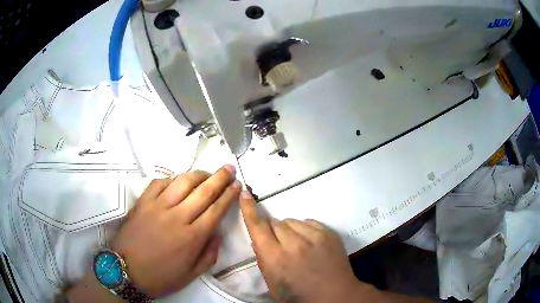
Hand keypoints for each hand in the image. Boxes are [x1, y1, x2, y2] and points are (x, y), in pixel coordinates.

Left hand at [110, 165, 240, 297]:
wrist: (125, 270)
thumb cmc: (160, 276)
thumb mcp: (190, 275)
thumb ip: (208, 255)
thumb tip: (217, 234)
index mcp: (192, 237)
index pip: (216, 209)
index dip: (229, 195)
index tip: (237, 185)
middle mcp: (177, 217)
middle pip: (203, 191)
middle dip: (219, 178)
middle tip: (228, 168)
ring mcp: (158, 206)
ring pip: (183, 182)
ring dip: (198, 174)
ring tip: (207, 173)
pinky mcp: (143, 202)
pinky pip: (160, 183)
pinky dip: (172, 178)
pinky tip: (178, 180)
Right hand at [239, 192, 367, 302]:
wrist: (334, 295)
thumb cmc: (299, 295)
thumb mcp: (273, 284)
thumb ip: (263, 260)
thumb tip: (257, 239)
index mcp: (276, 258)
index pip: (258, 227)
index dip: (249, 209)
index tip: (245, 194)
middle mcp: (294, 244)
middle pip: (275, 222)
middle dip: (272, 231)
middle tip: (279, 245)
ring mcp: (314, 236)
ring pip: (291, 220)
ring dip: (288, 230)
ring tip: (296, 245)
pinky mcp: (329, 233)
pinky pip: (309, 222)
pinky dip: (304, 229)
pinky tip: (309, 243)